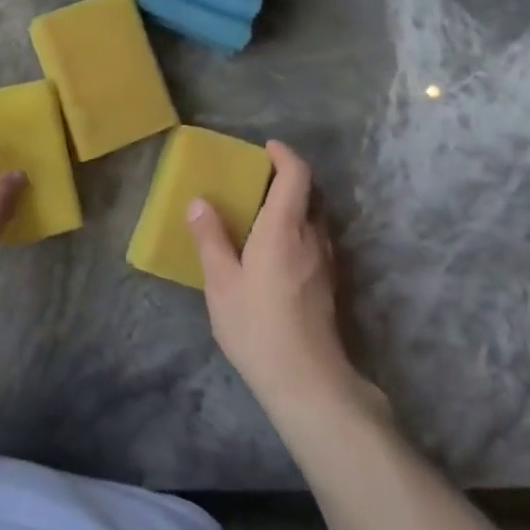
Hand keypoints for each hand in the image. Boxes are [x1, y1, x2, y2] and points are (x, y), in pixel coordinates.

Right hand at [187, 141, 376, 412]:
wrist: (307, 381)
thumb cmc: (257, 326)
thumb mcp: (221, 283)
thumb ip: (211, 239)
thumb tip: (199, 202)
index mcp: (284, 229)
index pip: (297, 175)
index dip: (285, 155)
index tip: (266, 148)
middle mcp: (312, 237)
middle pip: (311, 193)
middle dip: (288, 178)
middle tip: (257, 180)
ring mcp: (327, 262)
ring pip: (316, 219)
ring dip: (295, 205)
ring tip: (263, 214)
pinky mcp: (330, 284)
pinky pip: (316, 240)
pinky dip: (299, 230)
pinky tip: (276, 251)